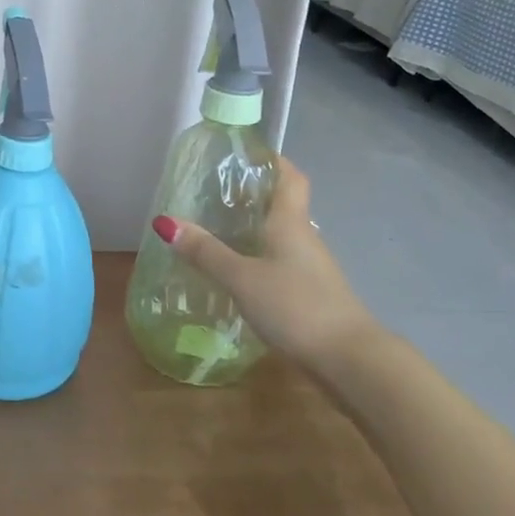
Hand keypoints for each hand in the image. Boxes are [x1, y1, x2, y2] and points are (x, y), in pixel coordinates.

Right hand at [156, 156, 381, 380]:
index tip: (246, 154)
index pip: (289, 176)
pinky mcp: (313, 295)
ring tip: (219, 231)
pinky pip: (283, 265)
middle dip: (254, 196)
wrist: (349, 361)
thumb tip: (164, 221)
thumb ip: (205, 252)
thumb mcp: (242, 278)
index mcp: (290, 222)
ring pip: (282, 237)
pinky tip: (239, 275)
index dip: (272, 160)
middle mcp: (305, 238)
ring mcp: (312, 269)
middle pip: (284, 205)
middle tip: (216, 193)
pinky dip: (261, 260)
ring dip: (256, 231)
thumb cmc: (295, 305)